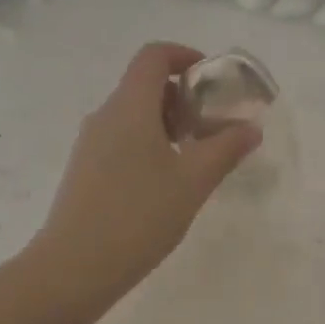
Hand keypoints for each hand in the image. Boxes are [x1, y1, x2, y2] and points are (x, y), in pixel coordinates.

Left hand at [31, 42, 261, 311]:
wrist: (74, 267)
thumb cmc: (139, 216)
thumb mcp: (193, 182)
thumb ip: (225, 149)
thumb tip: (250, 128)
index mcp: (129, 106)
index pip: (154, 56)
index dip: (185, 56)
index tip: (212, 80)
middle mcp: (104, 116)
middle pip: (144, 85)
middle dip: (182, 97)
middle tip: (211, 128)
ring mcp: (89, 144)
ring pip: (132, 116)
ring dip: (166, 124)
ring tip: (193, 160)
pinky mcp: (83, 170)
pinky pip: (120, 140)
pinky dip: (147, 145)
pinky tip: (164, 184)